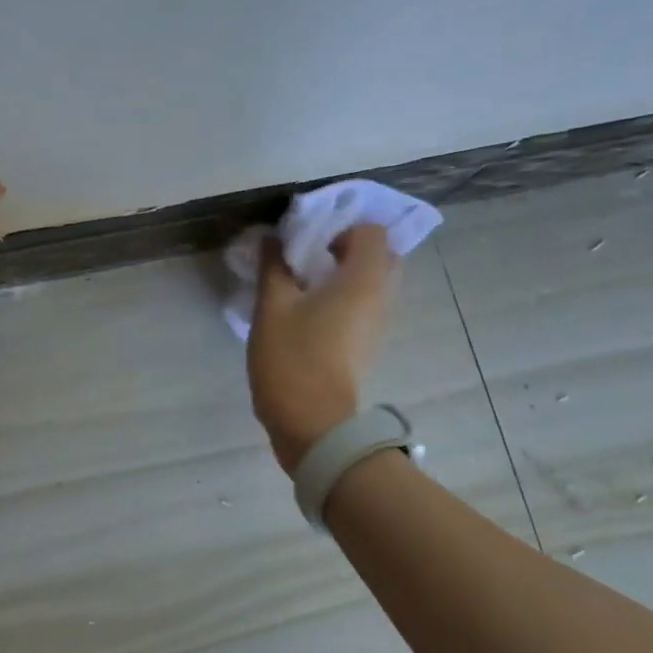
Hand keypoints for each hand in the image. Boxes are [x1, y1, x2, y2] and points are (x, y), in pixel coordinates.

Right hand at [247, 224, 399, 471]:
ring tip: (304, 284)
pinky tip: (309, 311)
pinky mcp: (368, 343)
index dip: (341, 228)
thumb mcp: (272, 307)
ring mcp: (378, 323)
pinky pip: (365, 304)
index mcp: (363, 279)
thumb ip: (274, 266)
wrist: (313, 423)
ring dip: (345, 274)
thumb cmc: (293, 358)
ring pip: (373, 282)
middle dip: (347, 248)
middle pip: (379, 255)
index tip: (308, 243)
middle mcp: (381, 296)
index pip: (372, 231)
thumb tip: (274, 238)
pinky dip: (345, 297)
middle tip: (309, 258)